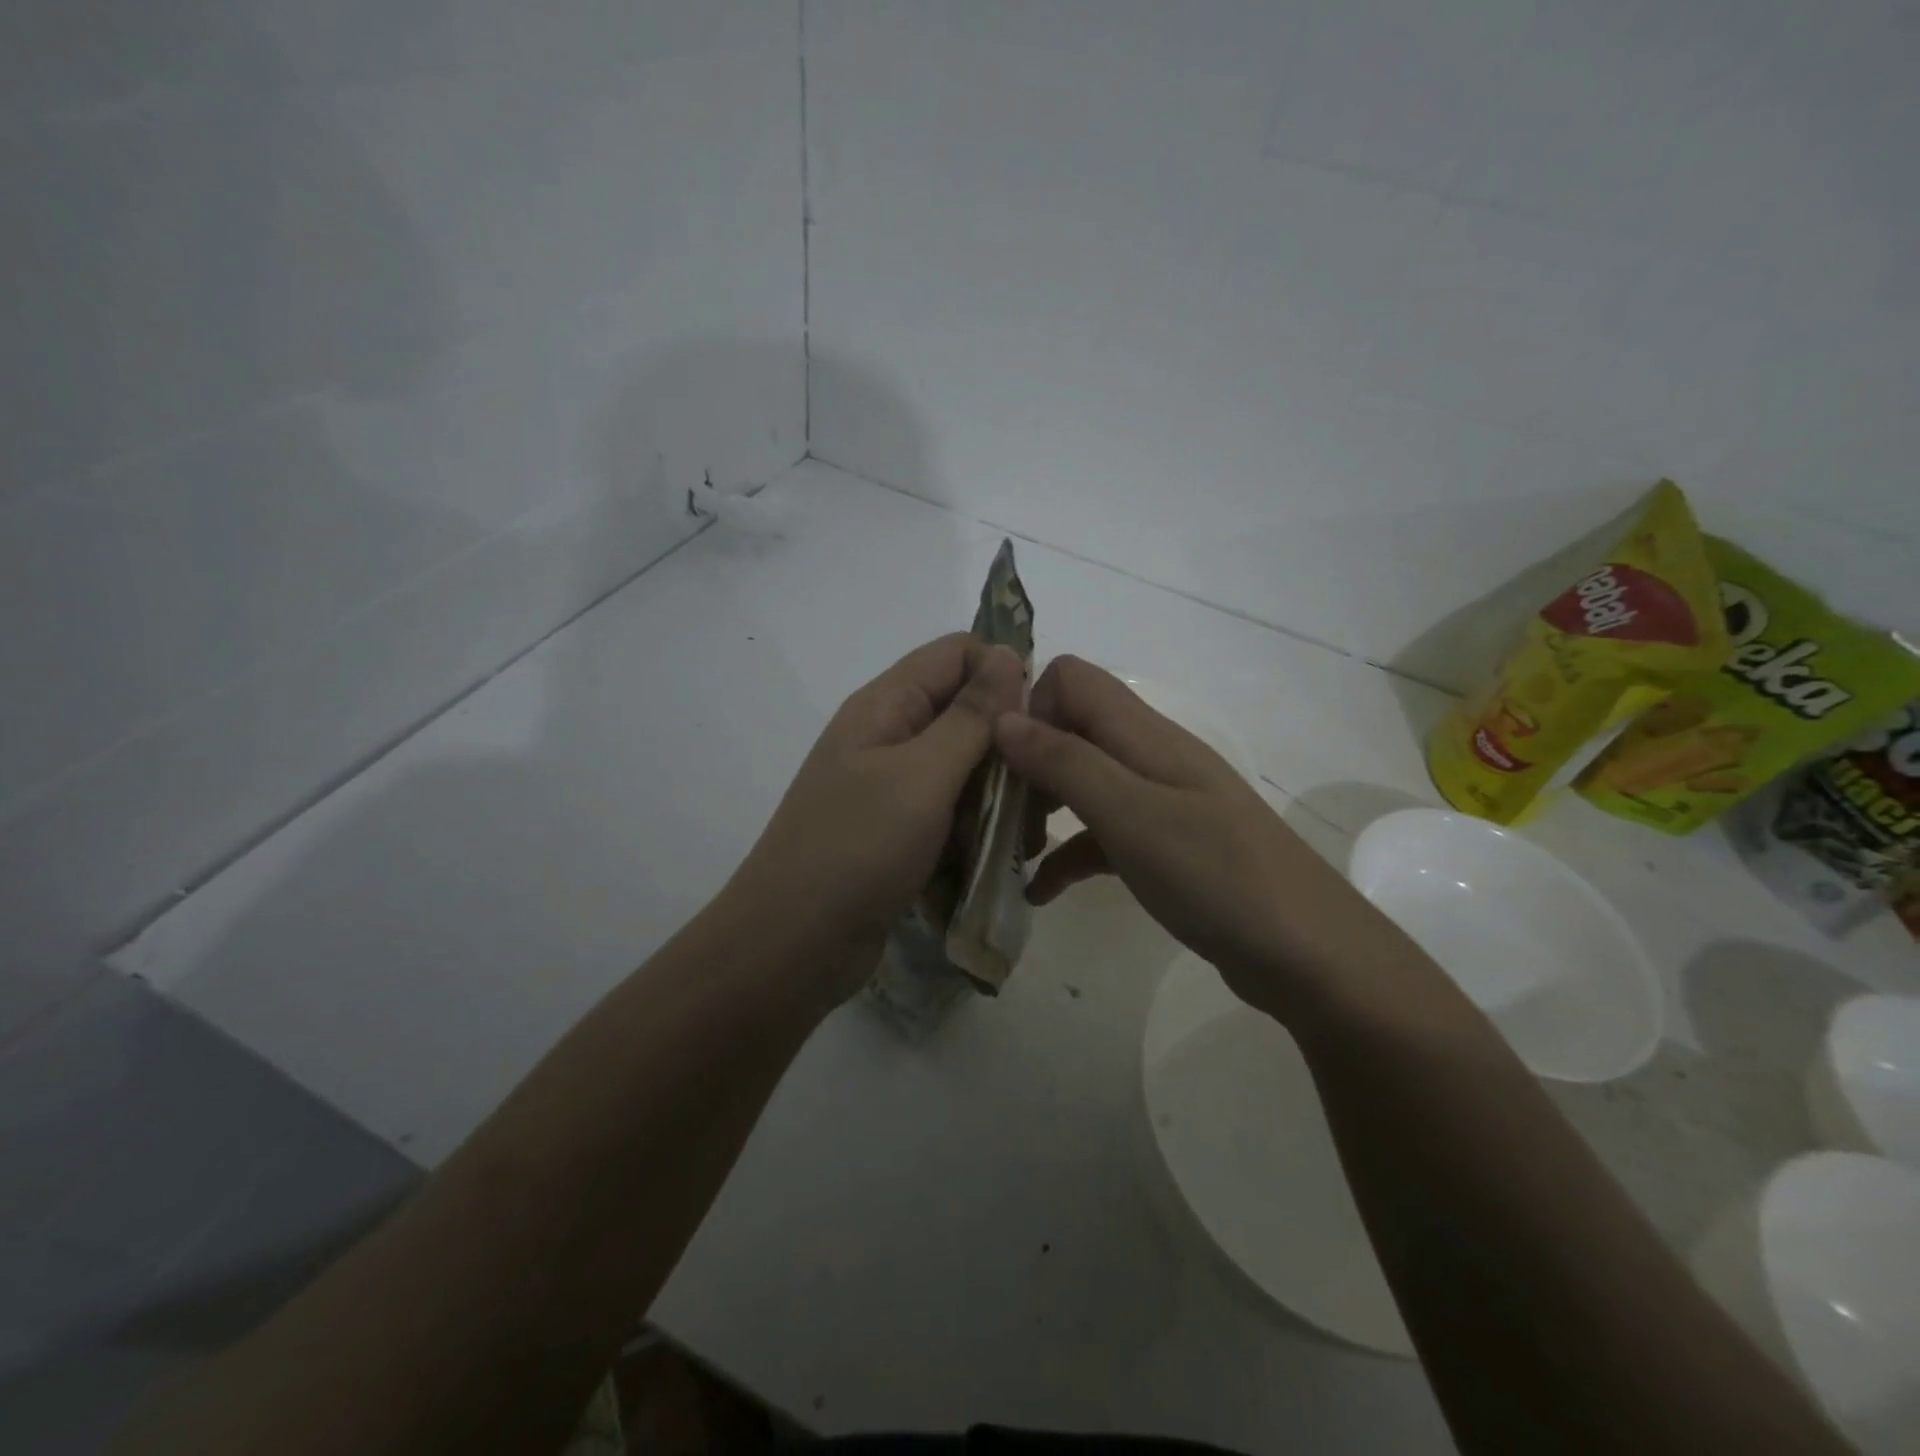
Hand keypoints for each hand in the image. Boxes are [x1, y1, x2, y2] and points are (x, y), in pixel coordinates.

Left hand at [728, 633, 1025, 1002]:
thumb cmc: (856, 850)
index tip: (1036, 727)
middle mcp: (889, 737)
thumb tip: (1007, 652)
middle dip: (1006, 754)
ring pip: (967, 771)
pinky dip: (974, 834)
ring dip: (995, 802)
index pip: (958, 654)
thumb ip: (970, 716)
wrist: (791, 948)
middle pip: (967, 715)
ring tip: (1011, 844)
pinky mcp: (900, 833)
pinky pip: (952, 815)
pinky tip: (985, 865)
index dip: (1003, 676)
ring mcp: (893, 788)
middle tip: (1033, 802)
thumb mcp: (922, 776)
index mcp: (886, 705)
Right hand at [995, 656, 1368, 1016]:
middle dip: (1025, 764)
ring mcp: (1158, 802)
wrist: (1307, 954)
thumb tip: (1003, 718)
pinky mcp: (1163, 847)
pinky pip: (1101, 835)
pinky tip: (1039, 892)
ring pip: (1081, 784)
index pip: (1071, 679)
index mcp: (1143, 733)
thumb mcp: (1129, 814)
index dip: (1029, 707)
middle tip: (994, 815)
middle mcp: (1148, 756)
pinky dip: (1068, 855)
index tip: (998, 760)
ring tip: (1008, 852)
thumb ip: (1065, 761)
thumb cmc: (1214, 874)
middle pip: (1070, 730)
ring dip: (1040, 809)